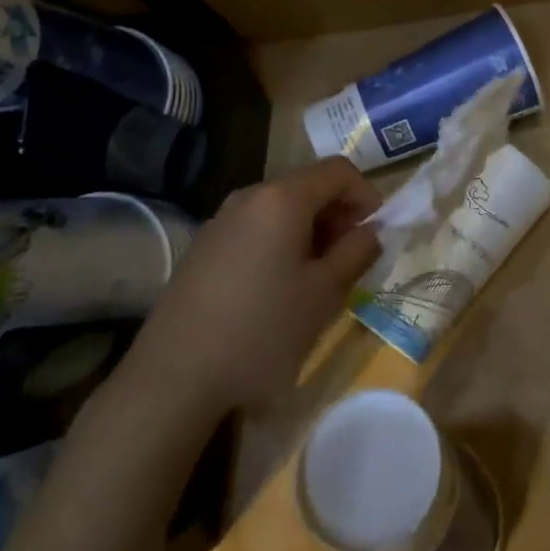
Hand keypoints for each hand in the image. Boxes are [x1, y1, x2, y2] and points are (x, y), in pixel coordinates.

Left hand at [131, 158, 380, 412]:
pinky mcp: (202, 249)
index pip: (338, 171)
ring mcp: (220, 222)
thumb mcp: (325, 294)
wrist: (173, 379)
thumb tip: (369, 232)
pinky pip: (254, 230)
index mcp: (282, 199)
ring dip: (309, 232)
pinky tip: (277, 291)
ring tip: (317, 279)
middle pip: (307, 187)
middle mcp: (249, 197)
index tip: (376, 232)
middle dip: (337, 215)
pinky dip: (279, 245)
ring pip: (279, 210)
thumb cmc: (262, 331)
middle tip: (350, 259)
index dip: (366, 194)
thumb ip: (356, 253)